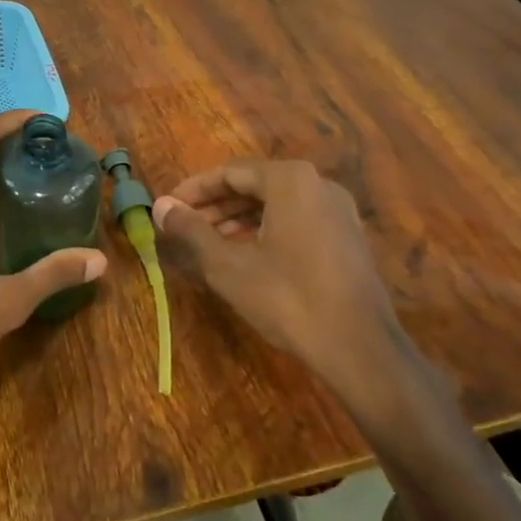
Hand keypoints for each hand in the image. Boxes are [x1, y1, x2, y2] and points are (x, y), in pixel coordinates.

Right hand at [153, 160, 405, 396]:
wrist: (360, 348)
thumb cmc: (287, 298)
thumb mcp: (227, 265)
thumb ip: (191, 230)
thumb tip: (160, 206)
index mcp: (290, 180)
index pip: (230, 173)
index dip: (194, 190)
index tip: (169, 206)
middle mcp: (318, 184)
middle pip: (255, 185)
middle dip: (216, 205)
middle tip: (184, 225)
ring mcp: (338, 211)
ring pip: (276, 204)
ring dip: (239, 218)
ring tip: (208, 241)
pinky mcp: (347, 237)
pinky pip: (297, 220)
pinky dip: (267, 229)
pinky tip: (246, 254)